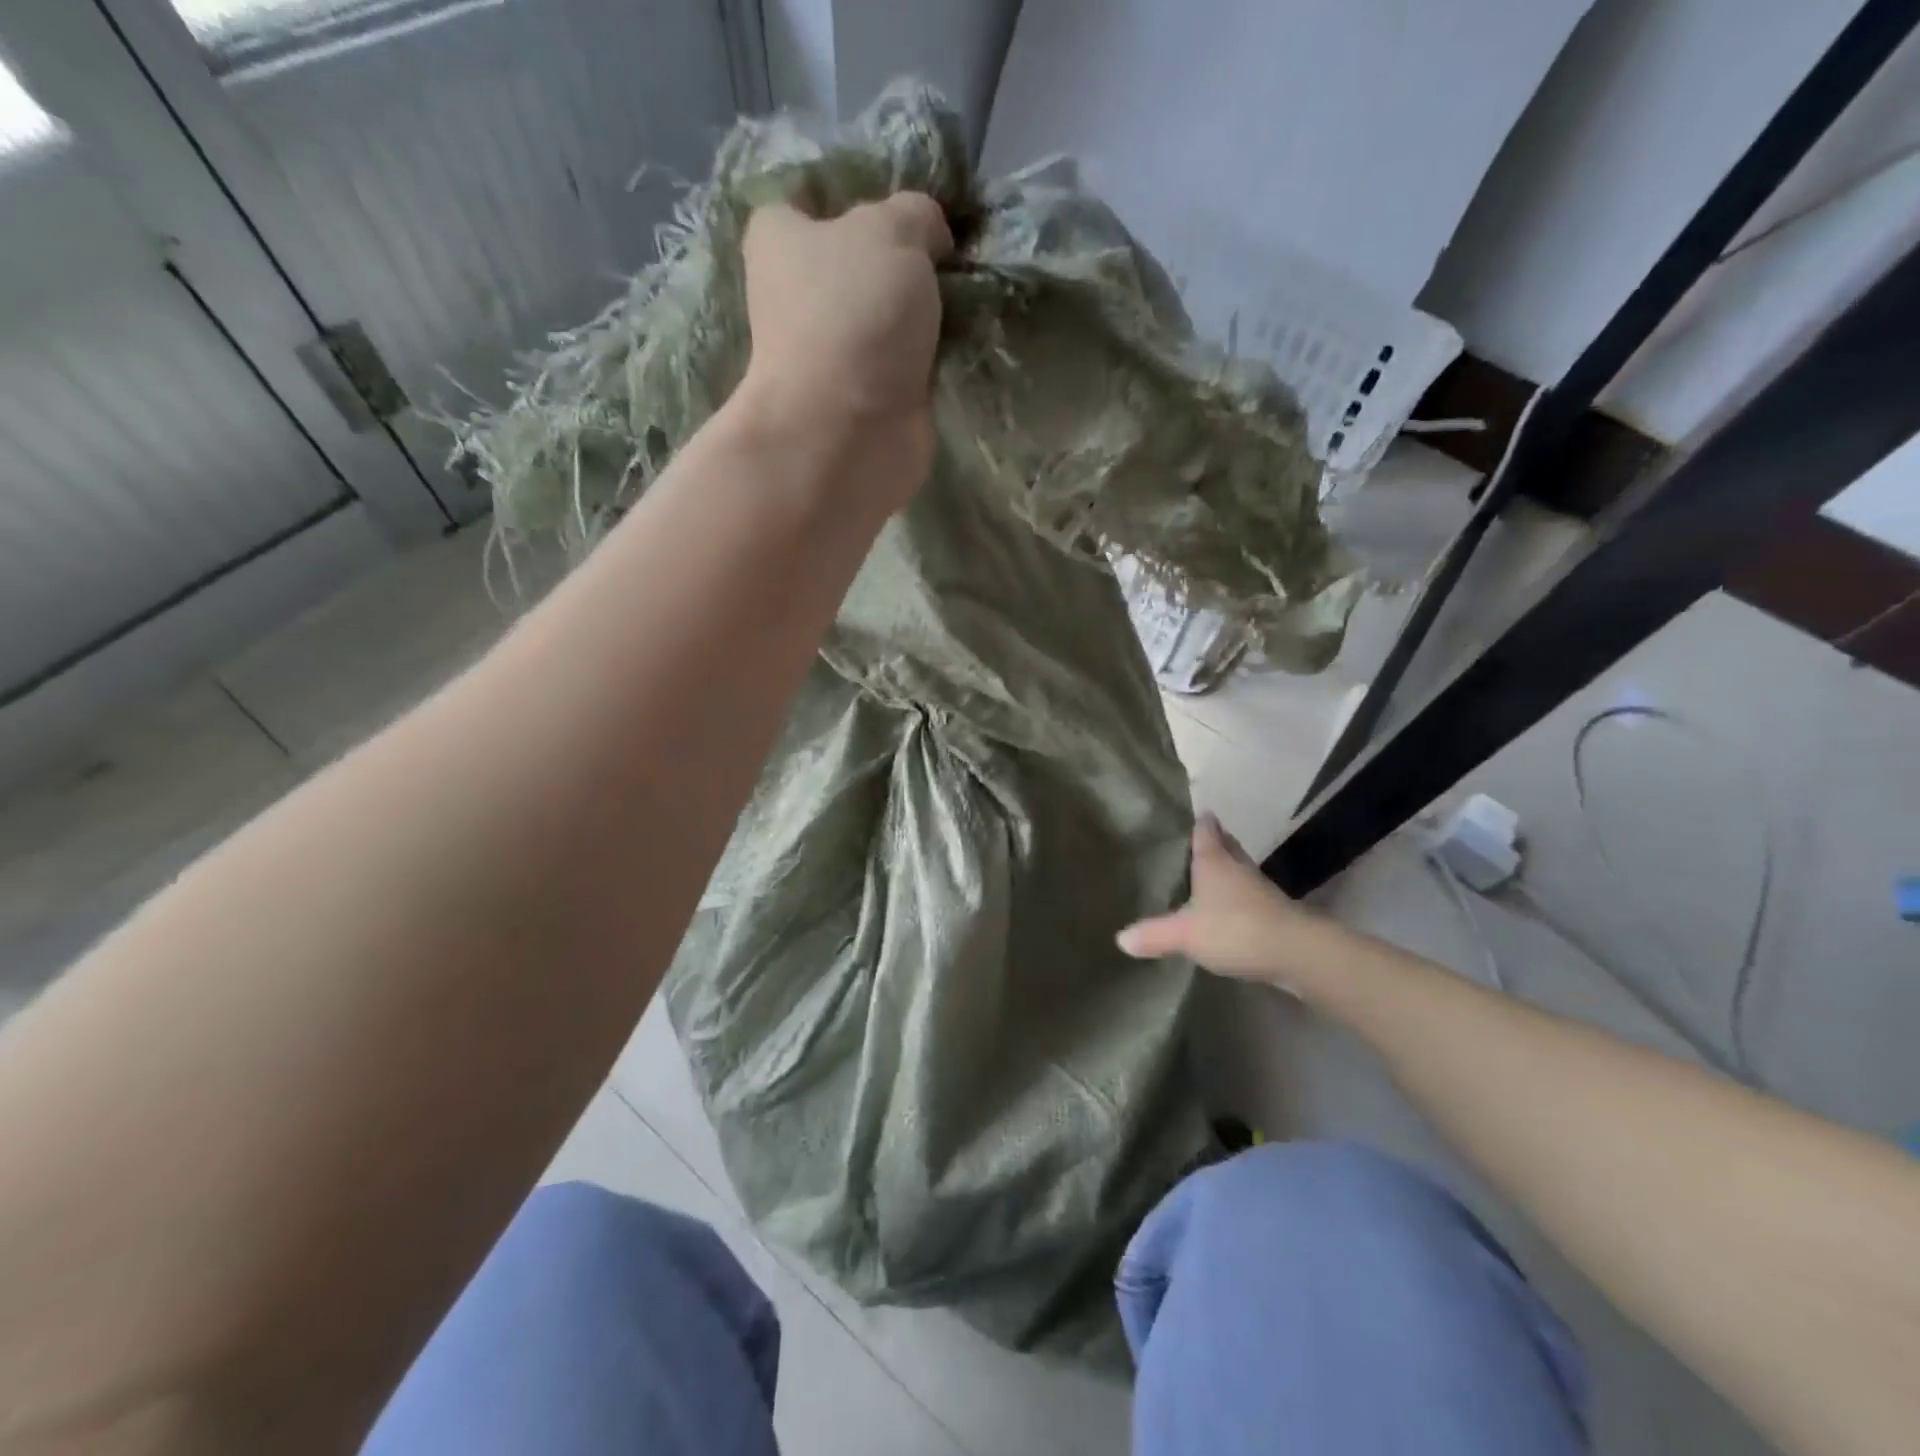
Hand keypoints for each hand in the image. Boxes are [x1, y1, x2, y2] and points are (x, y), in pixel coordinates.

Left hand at [737, 194, 953, 508]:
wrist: (848, 433)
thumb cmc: (853, 316)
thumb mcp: (893, 231)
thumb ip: (917, 215)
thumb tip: (931, 236)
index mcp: (780, 239)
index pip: (811, 199)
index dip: (860, 198)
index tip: (907, 209)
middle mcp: (796, 296)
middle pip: (857, 263)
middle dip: (902, 261)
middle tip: (950, 256)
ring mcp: (831, 355)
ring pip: (885, 319)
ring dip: (921, 316)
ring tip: (966, 300)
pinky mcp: (863, 401)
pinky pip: (904, 366)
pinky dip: (929, 360)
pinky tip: (960, 346)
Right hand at [1117, 814, 1327, 989]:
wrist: (1295, 952)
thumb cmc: (1234, 929)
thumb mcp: (1184, 934)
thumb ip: (1153, 934)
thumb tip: (1120, 938)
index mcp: (1214, 862)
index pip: (1205, 832)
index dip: (1200, 823)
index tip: (1196, 814)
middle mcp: (1238, 868)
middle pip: (1227, 846)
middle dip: (1216, 841)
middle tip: (1202, 839)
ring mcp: (1260, 890)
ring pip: (1241, 870)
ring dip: (1229, 869)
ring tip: (1212, 873)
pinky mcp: (1275, 913)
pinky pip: (1250, 896)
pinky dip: (1239, 896)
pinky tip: (1230, 909)